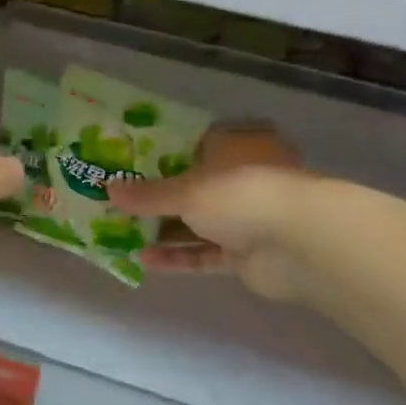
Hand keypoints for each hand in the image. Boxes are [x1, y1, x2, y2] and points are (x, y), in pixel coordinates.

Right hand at [107, 124, 315, 302]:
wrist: (298, 244)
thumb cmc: (241, 195)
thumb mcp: (187, 190)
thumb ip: (147, 194)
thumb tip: (107, 189)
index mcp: (236, 149)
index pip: (199, 145)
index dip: (165, 154)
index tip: (132, 164)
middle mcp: (242, 181)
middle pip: (195, 188)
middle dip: (159, 198)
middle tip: (121, 202)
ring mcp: (246, 220)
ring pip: (198, 224)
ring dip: (164, 230)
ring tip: (123, 233)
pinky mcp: (245, 255)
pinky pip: (204, 254)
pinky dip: (178, 256)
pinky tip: (144, 259)